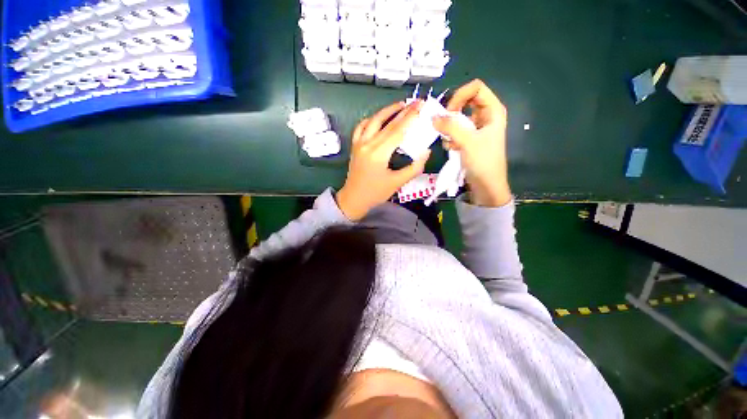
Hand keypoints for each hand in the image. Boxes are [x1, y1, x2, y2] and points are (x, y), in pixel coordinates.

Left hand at [337, 101, 430, 220]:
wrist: (353, 198)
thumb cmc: (376, 193)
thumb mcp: (397, 183)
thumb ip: (414, 167)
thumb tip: (426, 152)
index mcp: (378, 153)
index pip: (397, 130)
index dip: (411, 117)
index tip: (421, 106)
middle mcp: (367, 144)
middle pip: (387, 123)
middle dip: (403, 110)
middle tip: (416, 102)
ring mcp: (359, 143)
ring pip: (373, 120)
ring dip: (387, 110)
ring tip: (400, 105)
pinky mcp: (355, 145)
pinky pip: (361, 126)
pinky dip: (371, 119)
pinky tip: (379, 118)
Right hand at [432, 79, 511, 206]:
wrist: (486, 185)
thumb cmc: (483, 161)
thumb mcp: (467, 141)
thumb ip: (450, 127)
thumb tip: (432, 117)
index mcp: (493, 110)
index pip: (476, 88)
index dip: (460, 95)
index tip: (448, 111)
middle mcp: (486, 116)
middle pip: (466, 101)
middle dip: (452, 112)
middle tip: (443, 124)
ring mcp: (477, 128)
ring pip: (459, 118)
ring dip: (450, 128)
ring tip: (449, 141)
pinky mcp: (470, 140)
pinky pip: (456, 131)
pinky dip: (451, 138)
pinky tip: (452, 149)